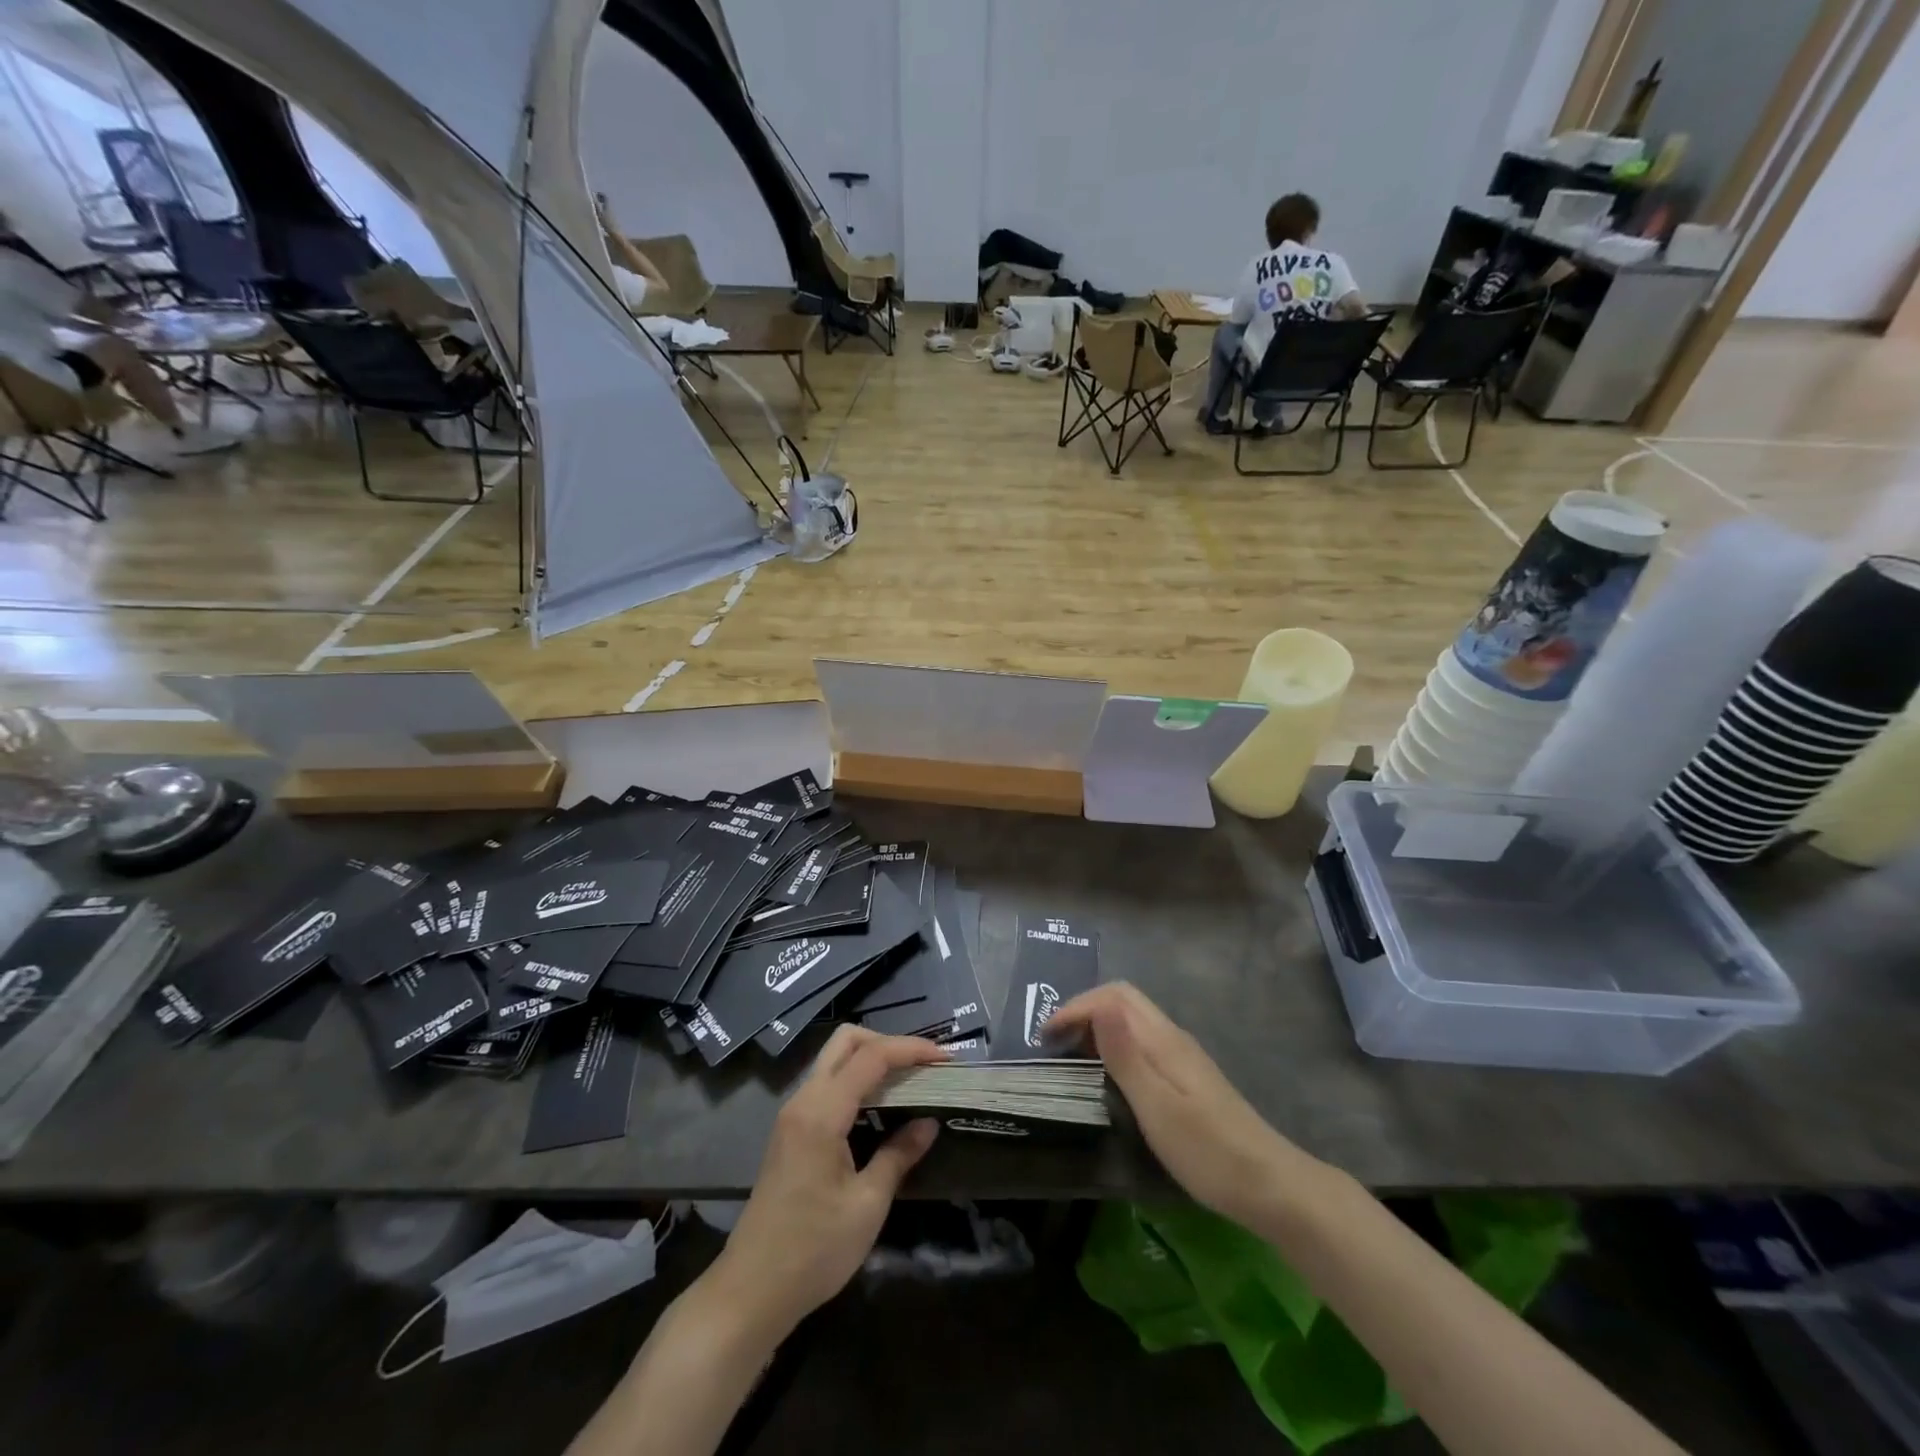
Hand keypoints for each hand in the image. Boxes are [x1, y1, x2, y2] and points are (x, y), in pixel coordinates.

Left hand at [710, 1027, 946, 1336]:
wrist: (751, 1292)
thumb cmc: (813, 1251)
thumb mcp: (867, 1205)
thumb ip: (898, 1156)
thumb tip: (929, 1124)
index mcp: (821, 1112)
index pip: (871, 1056)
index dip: (911, 1049)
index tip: (946, 1058)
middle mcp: (803, 1100)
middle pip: (845, 1041)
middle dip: (888, 1042)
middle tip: (923, 1065)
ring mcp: (793, 1114)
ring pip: (834, 1059)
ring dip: (872, 1059)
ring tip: (910, 1080)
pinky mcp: (791, 1130)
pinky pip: (828, 1083)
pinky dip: (857, 1080)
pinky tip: (881, 1105)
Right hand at [1050, 983, 1305, 1227]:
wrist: (1271, 1187)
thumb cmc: (1207, 1151)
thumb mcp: (1156, 1105)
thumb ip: (1125, 1054)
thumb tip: (1098, 1003)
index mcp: (1162, 1039)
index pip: (1113, 996)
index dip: (1076, 1007)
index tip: (1046, 1037)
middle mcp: (1172, 1038)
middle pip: (1123, 1001)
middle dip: (1084, 1011)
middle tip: (1054, 1043)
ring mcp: (1183, 1057)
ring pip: (1133, 1022)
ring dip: (1098, 1028)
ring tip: (1072, 1057)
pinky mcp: (1188, 1079)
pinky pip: (1142, 1043)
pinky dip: (1115, 1046)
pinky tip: (1108, 1077)